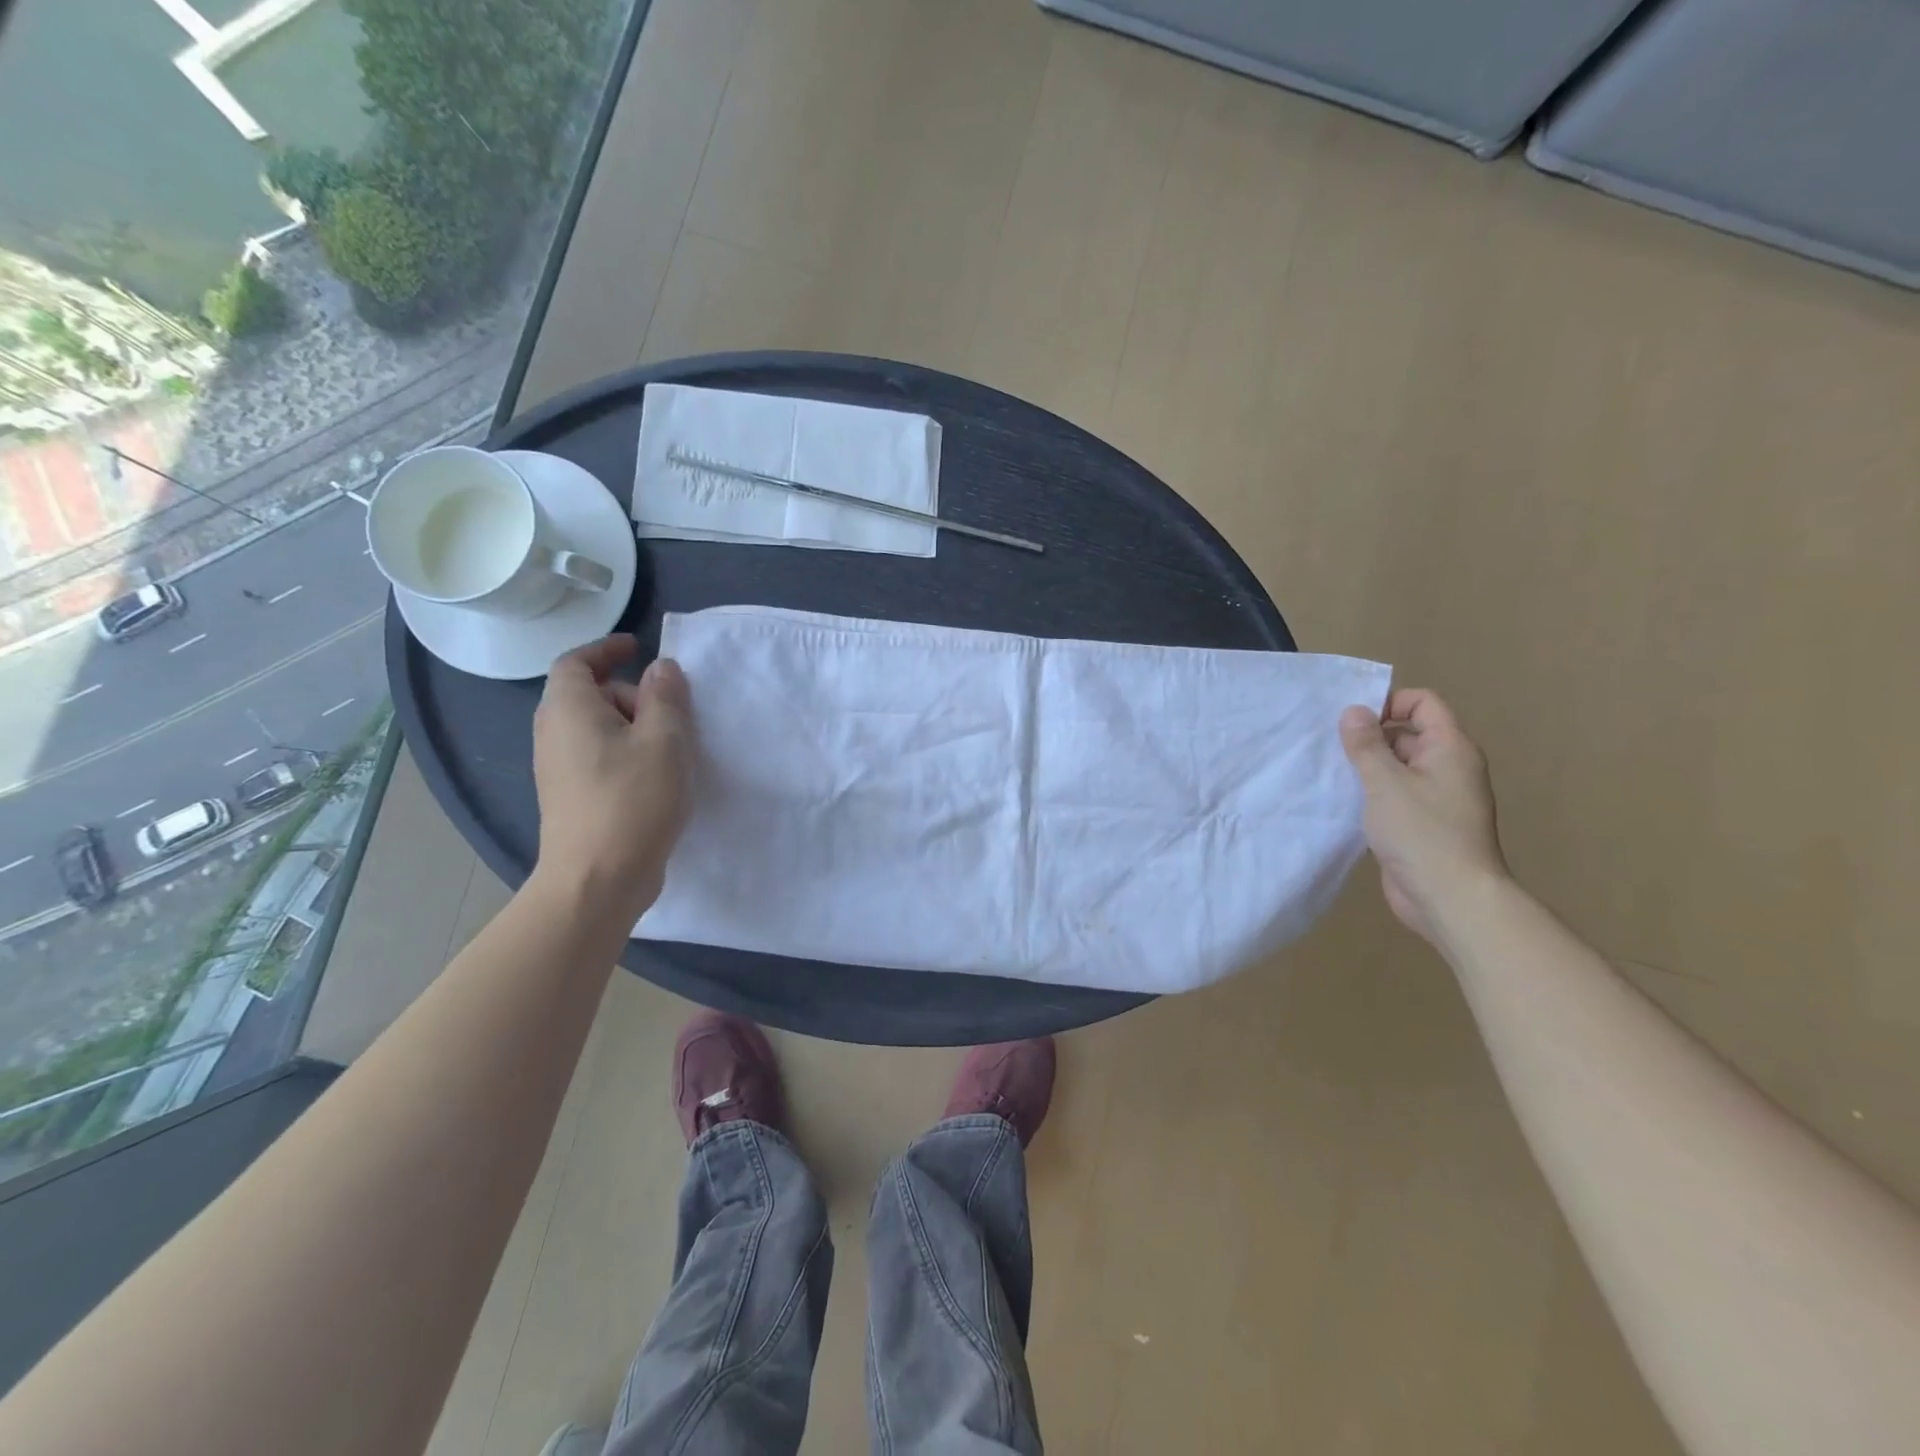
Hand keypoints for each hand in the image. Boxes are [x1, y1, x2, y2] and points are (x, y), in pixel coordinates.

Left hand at [532, 635, 692, 920]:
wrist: (597, 880)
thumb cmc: (632, 800)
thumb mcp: (664, 739)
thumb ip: (665, 696)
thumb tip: (661, 667)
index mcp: (569, 709)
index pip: (575, 662)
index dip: (605, 649)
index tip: (638, 648)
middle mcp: (553, 733)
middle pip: (588, 695)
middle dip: (630, 693)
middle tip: (672, 711)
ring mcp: (557, 769)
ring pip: (596, 729)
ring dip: (632, 726)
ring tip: (671, 747)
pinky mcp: (570, 797)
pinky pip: (597, 756)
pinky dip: (625, 752)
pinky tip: (655, 777)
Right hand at [1339, 688, 1508, 942]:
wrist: (1452, 898)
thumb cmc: (1422, 833)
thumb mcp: (1385, 783)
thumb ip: (1366, 744)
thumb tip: (1354, 710)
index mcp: (1450, 749)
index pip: (1423, 703)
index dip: (1389, 702)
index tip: (1352, 720)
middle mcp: (1449, 768)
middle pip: (1408, 734)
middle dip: (1370, 737)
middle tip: (1331, 748)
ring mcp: (1438, 798)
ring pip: (1398, 767)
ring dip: (1367, 767)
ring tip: (1331, 774)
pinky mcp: (1423, 824)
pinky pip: (1395, 795)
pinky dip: (1372, 794)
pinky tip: (1344, 803)